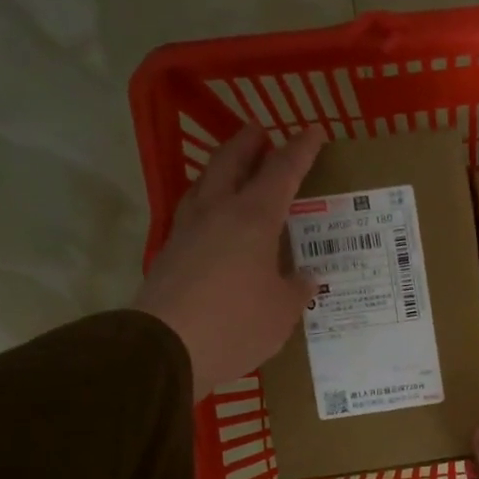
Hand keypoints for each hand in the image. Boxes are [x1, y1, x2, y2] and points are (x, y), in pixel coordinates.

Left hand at [132, 125, 320, 399]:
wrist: (165, 347)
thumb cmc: (236, 323)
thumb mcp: (282, 312)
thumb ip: (296, 290)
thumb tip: (305, 277)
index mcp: (253, 218)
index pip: (282, 172)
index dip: (300, 150)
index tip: (313, 131)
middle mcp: (218, 212)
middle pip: (232, 163)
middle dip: (249, 144)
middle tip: (261, 133)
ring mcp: (187, 230)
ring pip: (205, 183)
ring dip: (222, 168)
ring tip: (234, 168)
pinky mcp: (169, 252)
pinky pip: (192, 211)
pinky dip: (206, 201)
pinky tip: (212, 216)